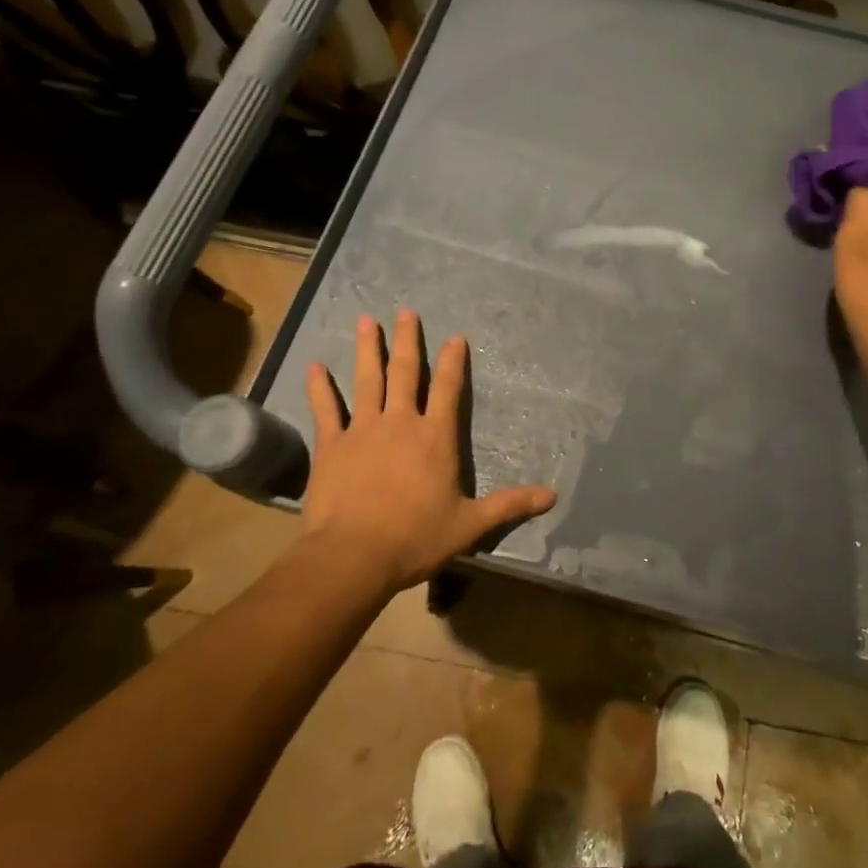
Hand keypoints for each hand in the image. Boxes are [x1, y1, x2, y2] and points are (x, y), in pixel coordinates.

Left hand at [301, 309, 555, 595]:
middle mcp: (400, 422)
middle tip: (406, 311)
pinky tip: (315, 366)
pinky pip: (325, 409)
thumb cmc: (415, 538)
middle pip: (405, 372)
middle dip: (407, 340)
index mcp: (435, 437)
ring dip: (367, 349)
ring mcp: (363, 430)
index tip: (454, 337)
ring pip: (366, 380)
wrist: (353, 556)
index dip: (452, 361)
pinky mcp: (332, 445)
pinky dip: (320, 388)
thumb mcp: (470, 524)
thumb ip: (509, 505)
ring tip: (365, 320)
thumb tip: (552, 496)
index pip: (447, 389)